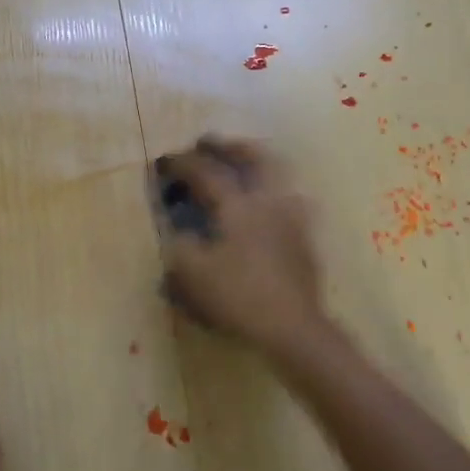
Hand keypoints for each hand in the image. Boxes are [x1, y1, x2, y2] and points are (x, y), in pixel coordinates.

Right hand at [156, 136, 323, 348]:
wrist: (292, 327)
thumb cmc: (237, 297)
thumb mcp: (192, 274)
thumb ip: (180, 245)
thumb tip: (177, 229)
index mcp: (238, 205)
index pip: (206, 172)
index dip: (182, 164)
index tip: (163, 160)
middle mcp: (269, 201)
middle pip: (254, 157)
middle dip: (229, 147)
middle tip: (209, 143)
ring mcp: (292, 217)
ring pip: (278, 175)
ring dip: (257, 162)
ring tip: (242, 165)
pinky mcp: (305, 238)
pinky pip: (289, 199)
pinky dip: (273, 190)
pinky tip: (266, 204)